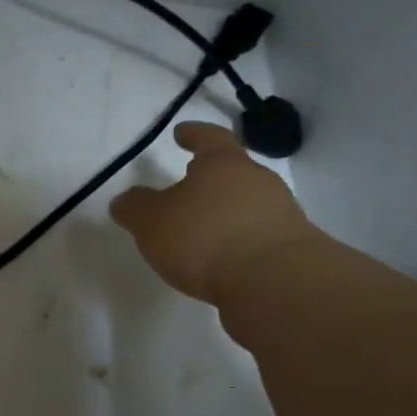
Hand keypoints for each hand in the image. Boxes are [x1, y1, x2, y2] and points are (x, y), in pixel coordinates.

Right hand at [110, 122, 317, 304]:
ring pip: (245, 204)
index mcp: (223, 164)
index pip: (209, 138)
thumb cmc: (205, 238)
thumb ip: (135, 208)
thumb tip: (126, 200)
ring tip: (199, 231)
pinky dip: (236, 240)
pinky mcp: (289, 248)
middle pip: (231, 172)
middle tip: (185, 187)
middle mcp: (257, 181)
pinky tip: (219, 258)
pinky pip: (255, 234)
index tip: (181, 132)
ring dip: (223, 212)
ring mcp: (279, 213)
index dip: (193, 134)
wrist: (274, 283)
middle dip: (208, 179)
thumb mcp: (151, 221)